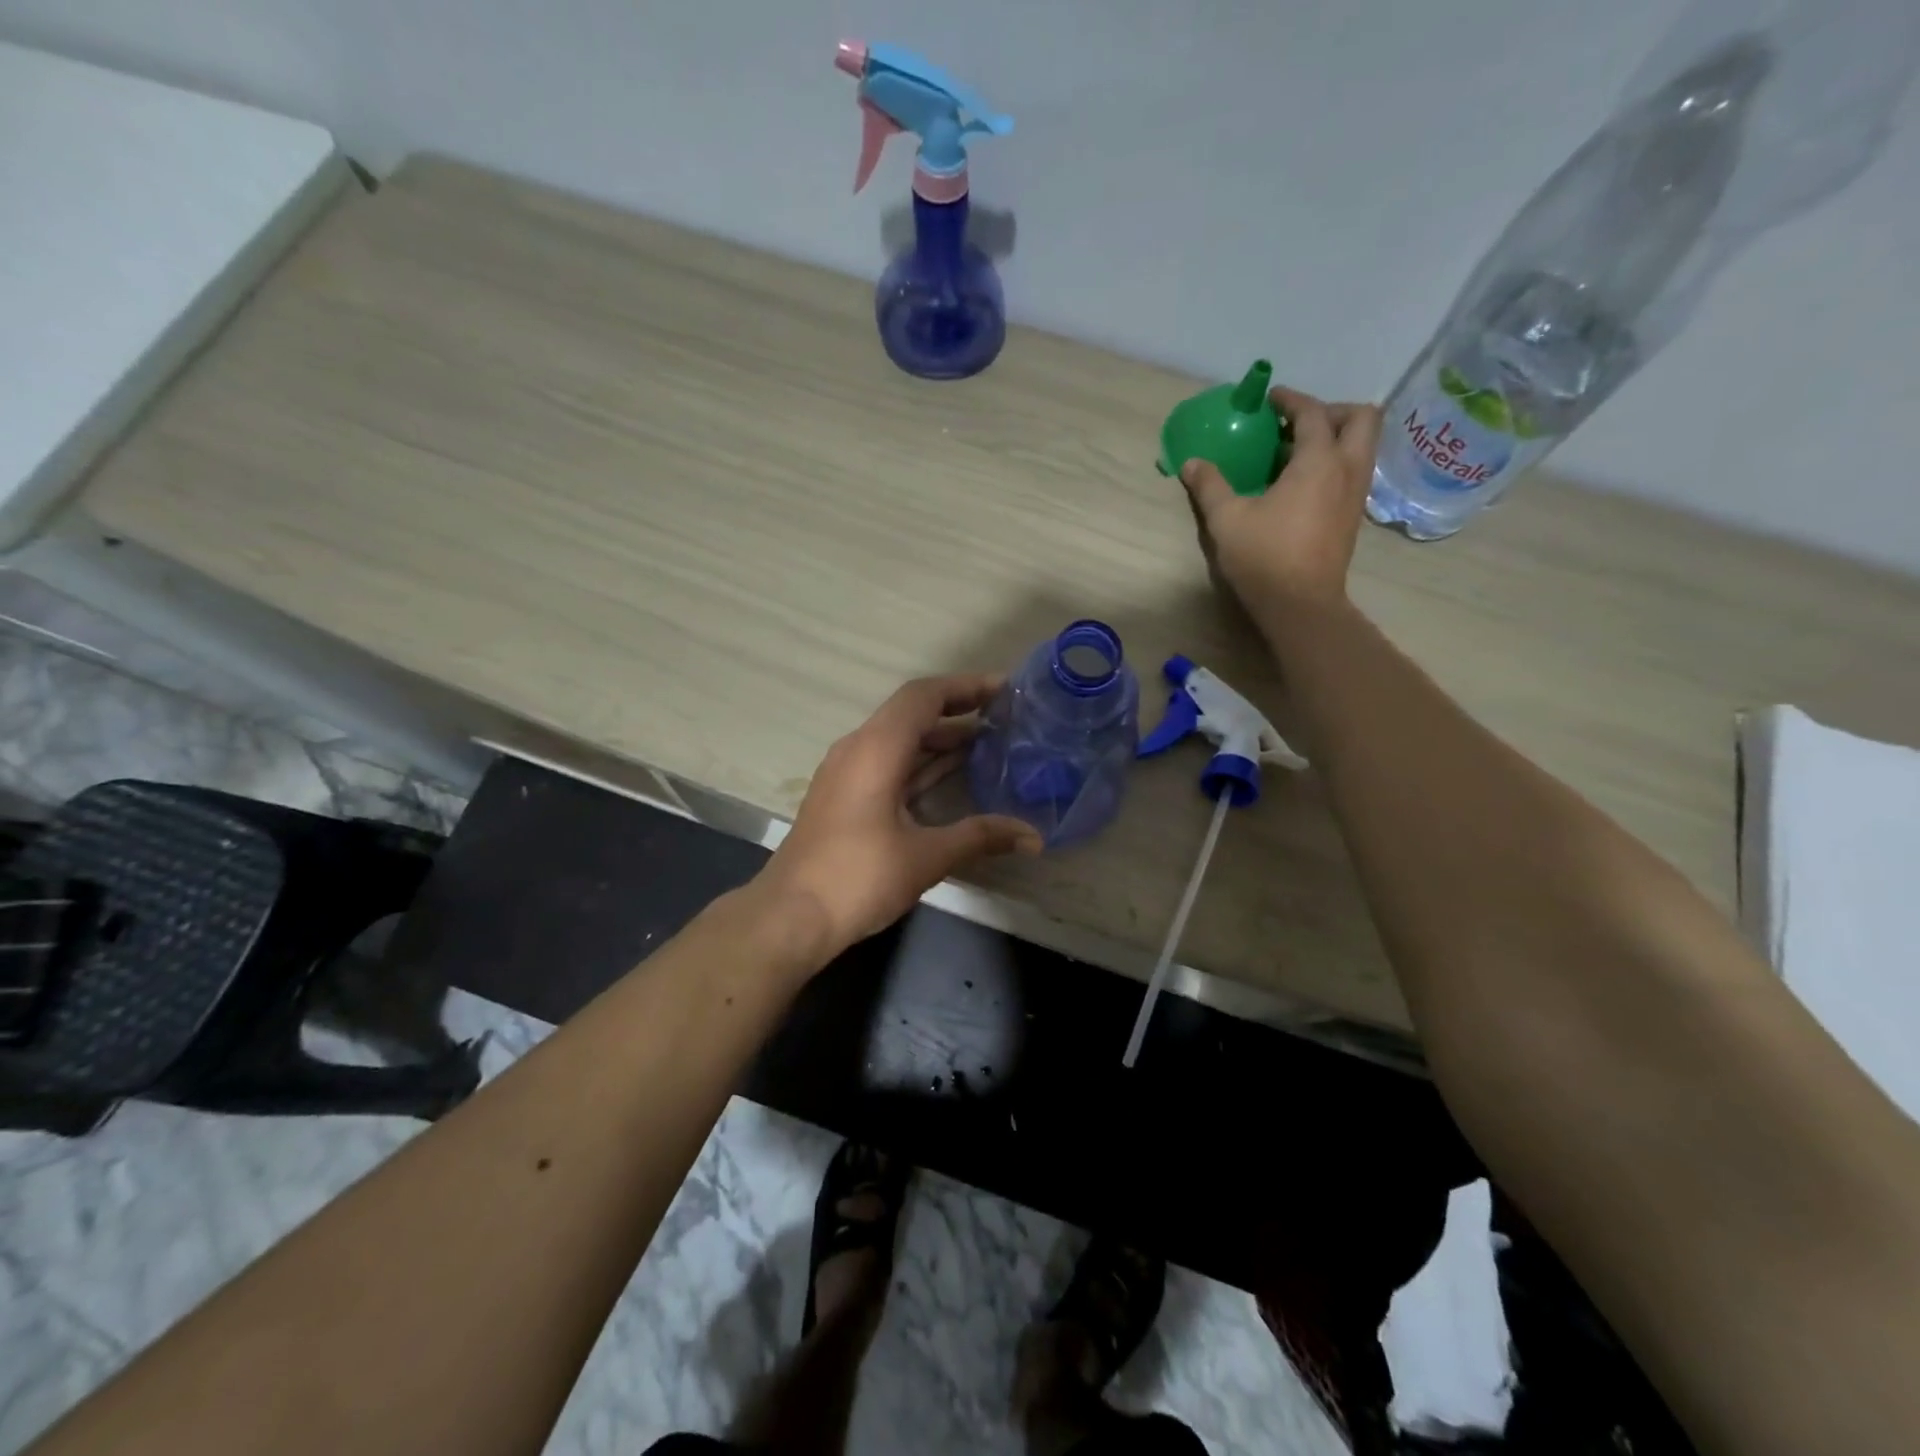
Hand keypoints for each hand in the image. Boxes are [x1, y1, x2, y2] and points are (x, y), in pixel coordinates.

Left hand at [753, 674, 1042, 963]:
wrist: (790, 916)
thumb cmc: (857, 878)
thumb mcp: (925, 857)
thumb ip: (980, 837)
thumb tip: (1034, 837)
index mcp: (875, 749)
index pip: (923, 696)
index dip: (965, 687)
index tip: (1005, 690)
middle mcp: (858, 749)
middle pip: (911, 713)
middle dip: (958, 710)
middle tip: (1004, 717)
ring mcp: (847, 772)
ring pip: (899, 739)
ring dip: (940, 738)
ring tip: (988, 743)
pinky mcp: (844, 795)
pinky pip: (888, 762)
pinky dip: (921, 761)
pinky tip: (951, 775)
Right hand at [1180, 386, 1381, 611]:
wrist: (1300, 604)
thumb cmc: (1264, 557)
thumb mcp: (1227, 519)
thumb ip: (1210, 486)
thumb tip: (1191, 463)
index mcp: (1319, 461)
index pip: (1313, 412)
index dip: (1291, 400)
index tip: (1271, 399)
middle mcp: (1347, 469)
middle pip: (1361, 418)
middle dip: (1332, 411)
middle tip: (1297, 424)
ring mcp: (1356, 494)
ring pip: (1363, 446)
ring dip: (1337, 437)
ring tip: (1297, 453)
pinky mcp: (1353, 516)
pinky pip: (1354, 471)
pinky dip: (1335, 463)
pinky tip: (1302, 484)